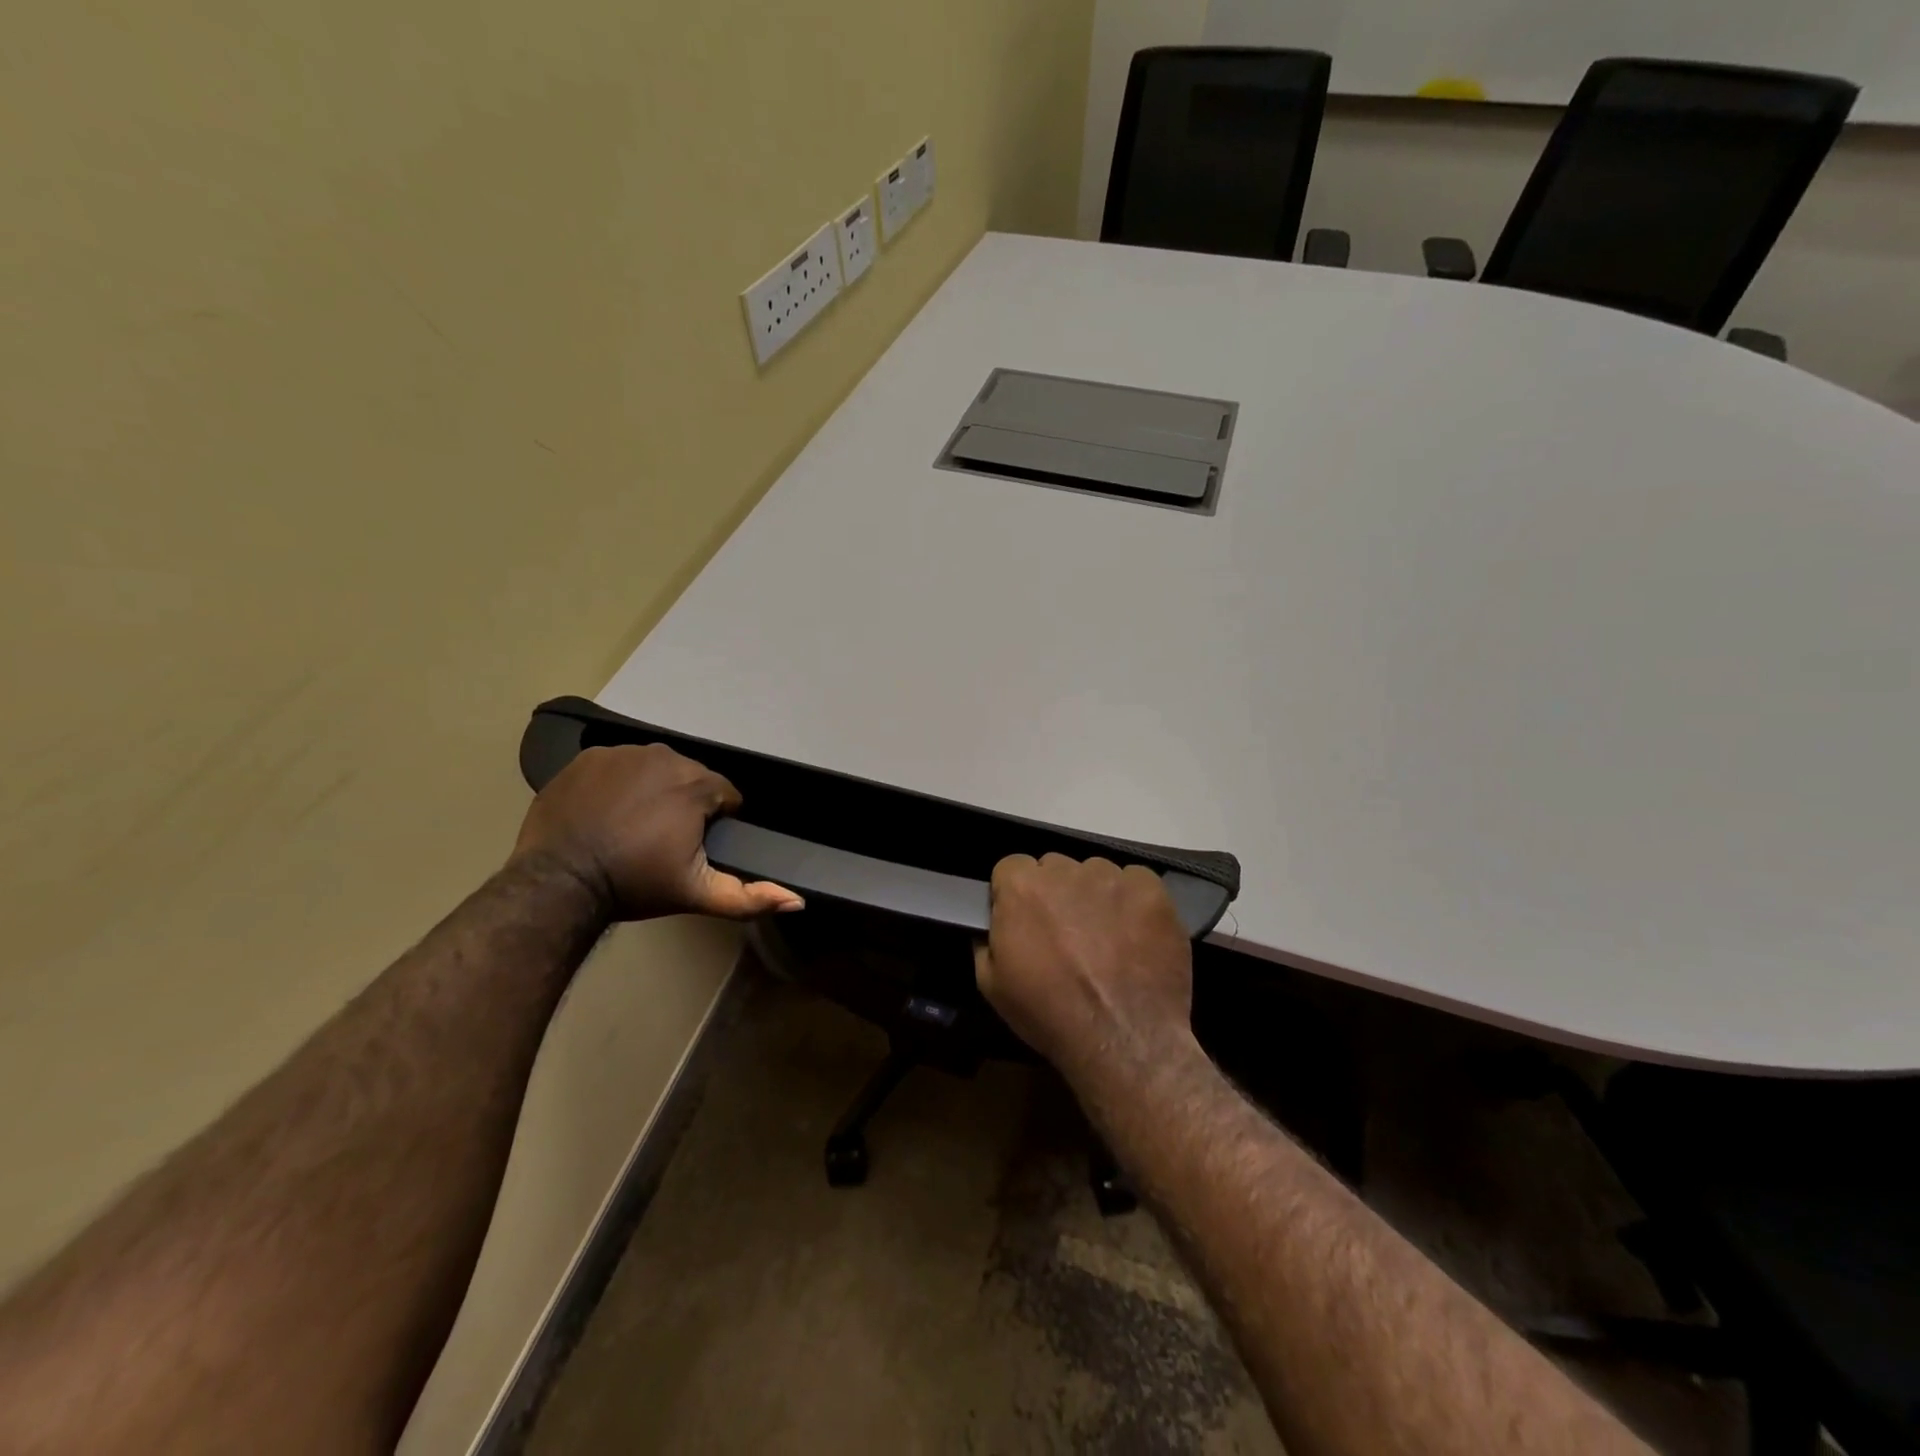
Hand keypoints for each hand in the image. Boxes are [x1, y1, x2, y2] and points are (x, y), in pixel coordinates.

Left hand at [511, 745, 803, 921]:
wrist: (559, 883)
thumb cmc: (635, 884)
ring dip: (652, 790)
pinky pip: (617, 766)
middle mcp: (664, 756)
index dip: (715, 822)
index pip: (724, 795)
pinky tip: (606, 812)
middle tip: (662, 840)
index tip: (693, 846)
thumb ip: (750, 896)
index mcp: (697, 784)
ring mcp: (623, 753)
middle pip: (690, 778)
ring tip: (633, 826)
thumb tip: (798, 900)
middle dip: (684, 804)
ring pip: (654, 769)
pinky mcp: (588, 758)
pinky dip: (618, 784)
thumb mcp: (698, 894)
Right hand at [974, 854, 1195, 1084]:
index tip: (1025, 921)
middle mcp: (1066, 870)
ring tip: (1105, 939)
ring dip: (1094, 897)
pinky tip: (1135, 936)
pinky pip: (1136, 882)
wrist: (1120, 1038)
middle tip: (1065, 934)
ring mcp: (1112, 877)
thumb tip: (997, 925)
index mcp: (1022, 887)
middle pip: (1055, 868)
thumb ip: (987, 940)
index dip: (1015, 895)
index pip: (1011, 868)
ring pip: (1096, 874)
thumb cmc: (1048, 1013)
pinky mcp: (1151, 890)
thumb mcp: (991, 984)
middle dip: (1056, 894)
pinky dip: (1133, 902)